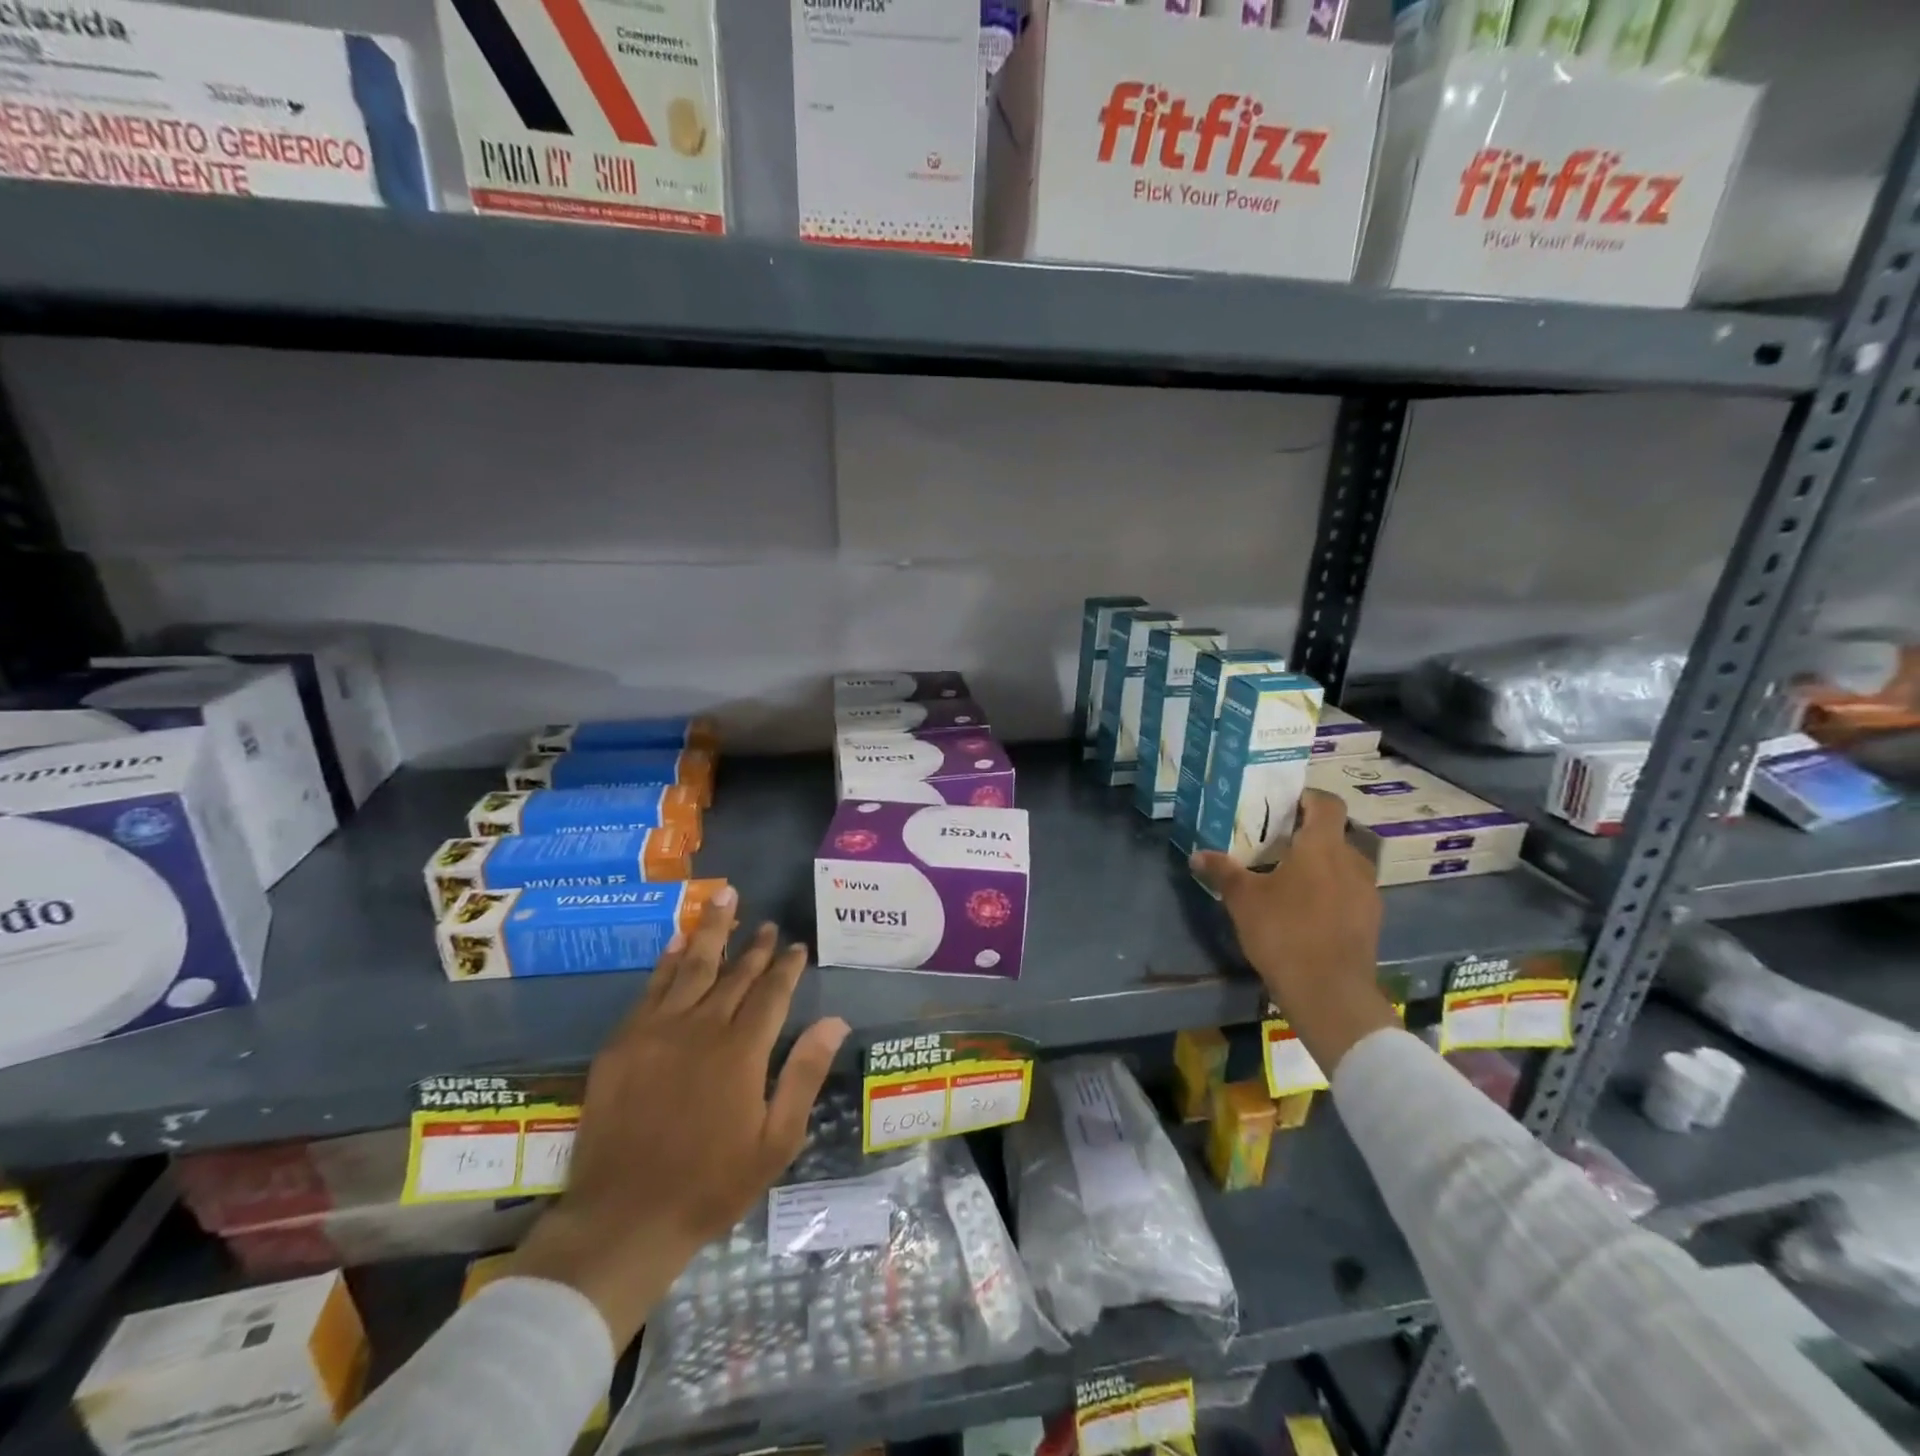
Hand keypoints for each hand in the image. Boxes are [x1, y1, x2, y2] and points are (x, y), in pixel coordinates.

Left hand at [511, 887, 849, 1346]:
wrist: (623, 1220)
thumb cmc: (711, 1185)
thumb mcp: (776, 1141)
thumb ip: (804, 1074)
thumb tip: (835, 1021)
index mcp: (742, 1051)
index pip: (771, 993)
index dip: (786, 966)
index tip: (796, 946)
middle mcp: (701, 1028)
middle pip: (734, 974)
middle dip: (753, 945)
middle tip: (766, 922)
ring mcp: (657, 1032)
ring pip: (690, 968)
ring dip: (710, 932)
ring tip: (724, 897)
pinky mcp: (623, 1043)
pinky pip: (649, 989)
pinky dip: (665, 961)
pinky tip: (675, 942)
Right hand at [1191, 788, 1396, 1075]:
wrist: (1330, 993)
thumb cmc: (1284, 932)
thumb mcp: (1243, 900)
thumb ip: (1223, 871)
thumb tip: (1197, 854)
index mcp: (1322, 847)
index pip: (1326, 803)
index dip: (1307, 797)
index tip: (1283, 803)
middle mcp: (1352, 862)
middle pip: (1334, 834)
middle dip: (1308, 834)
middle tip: (1276, 843)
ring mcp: (1367, 892)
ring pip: (1344, 864)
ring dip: (1321, 864)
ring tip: (1289, 877)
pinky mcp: (1370, 920)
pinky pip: (1349, 891)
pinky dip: (1331, 891)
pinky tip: (1306, 910)